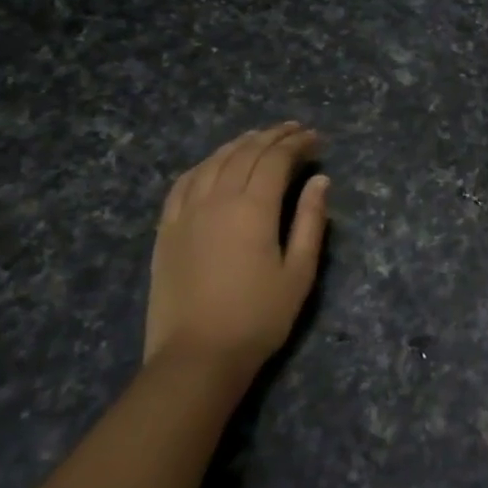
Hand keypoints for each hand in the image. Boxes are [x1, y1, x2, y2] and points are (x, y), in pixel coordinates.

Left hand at [146, 122, 328, 372]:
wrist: (197, 357)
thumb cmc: (258, 317)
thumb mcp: (299, 272)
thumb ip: (310, 221)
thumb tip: (320, 181)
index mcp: (253, 208)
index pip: (276, 160)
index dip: (297, 144)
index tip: (316, 139)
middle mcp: (217, 199)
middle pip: (245, 153)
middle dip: (272, 137)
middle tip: (294, 130)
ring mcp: (186, 213)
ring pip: (214, 162)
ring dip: (239, 144)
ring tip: (259, 137)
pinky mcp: (166, 230)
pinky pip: (183, 183)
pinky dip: (204, 165)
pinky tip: (214, 164)